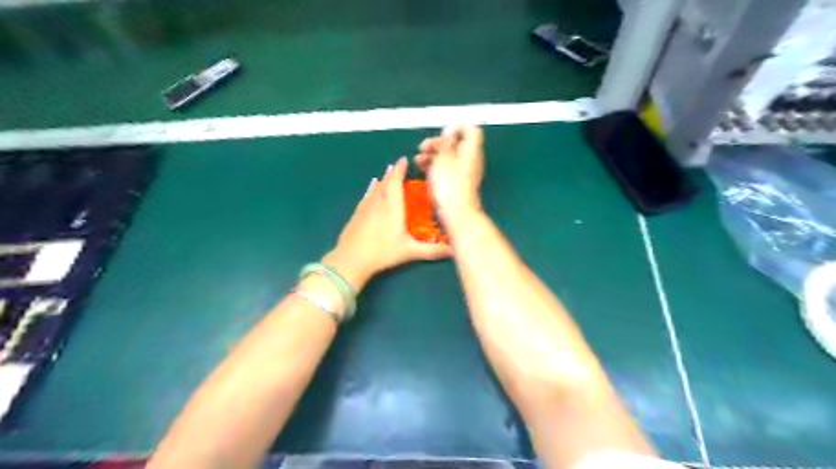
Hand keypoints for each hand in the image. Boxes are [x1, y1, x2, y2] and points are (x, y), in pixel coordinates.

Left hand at [322, 156, 454, 288]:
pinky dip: (371, 188)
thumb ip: (432, 251)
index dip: (400, 170)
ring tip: (388, 172)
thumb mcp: (410, 252)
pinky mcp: (357, 214)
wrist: (351, 259)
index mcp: (392, 206)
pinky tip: (372, 185)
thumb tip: (454, 251)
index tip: (404, 160)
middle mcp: (378, 202)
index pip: (396, 182)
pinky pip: (366, 195)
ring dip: (383, 179)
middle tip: (400, 166)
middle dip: (393, 173)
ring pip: (376, 188)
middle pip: (386, 182)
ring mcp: (365, 207)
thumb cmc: (382, 252)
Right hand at [416, 123, 487, 219]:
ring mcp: (465, 172)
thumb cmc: (449, 186)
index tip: (442, 130)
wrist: (456, 213)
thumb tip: (451, 129)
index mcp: (471, 150)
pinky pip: (448, 168)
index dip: (457, 125)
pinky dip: (436, 165)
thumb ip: (447, 141)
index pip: (471, 128)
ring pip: (450, 156)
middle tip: (424, 146)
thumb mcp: (443, 158)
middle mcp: (471, 159)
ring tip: (419, 159)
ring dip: (434, 154)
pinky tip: (424, 168)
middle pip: (457, 143)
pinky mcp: (458, 183)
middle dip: (439, 142)